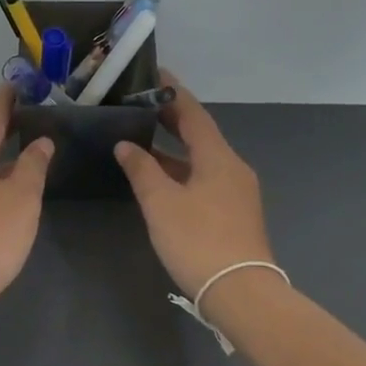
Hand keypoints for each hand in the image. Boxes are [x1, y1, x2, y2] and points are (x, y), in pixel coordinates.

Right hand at [115, 73, 275, 298]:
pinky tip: (160, 179)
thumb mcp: (161, 203)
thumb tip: (125, 145)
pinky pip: (204, 178)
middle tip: (141, 104)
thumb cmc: (198, 240)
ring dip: (174, 148)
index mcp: (218, 157)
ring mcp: (236, 191)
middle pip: (200, 134)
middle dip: (172, 119)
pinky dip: (181, 170)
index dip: (172, 93)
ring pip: (201, 159)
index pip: (193, 113)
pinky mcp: (234, 213)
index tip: (154, 73)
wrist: (241, 292)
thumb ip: (142, 169)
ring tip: (142, 138)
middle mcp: (232, 167)